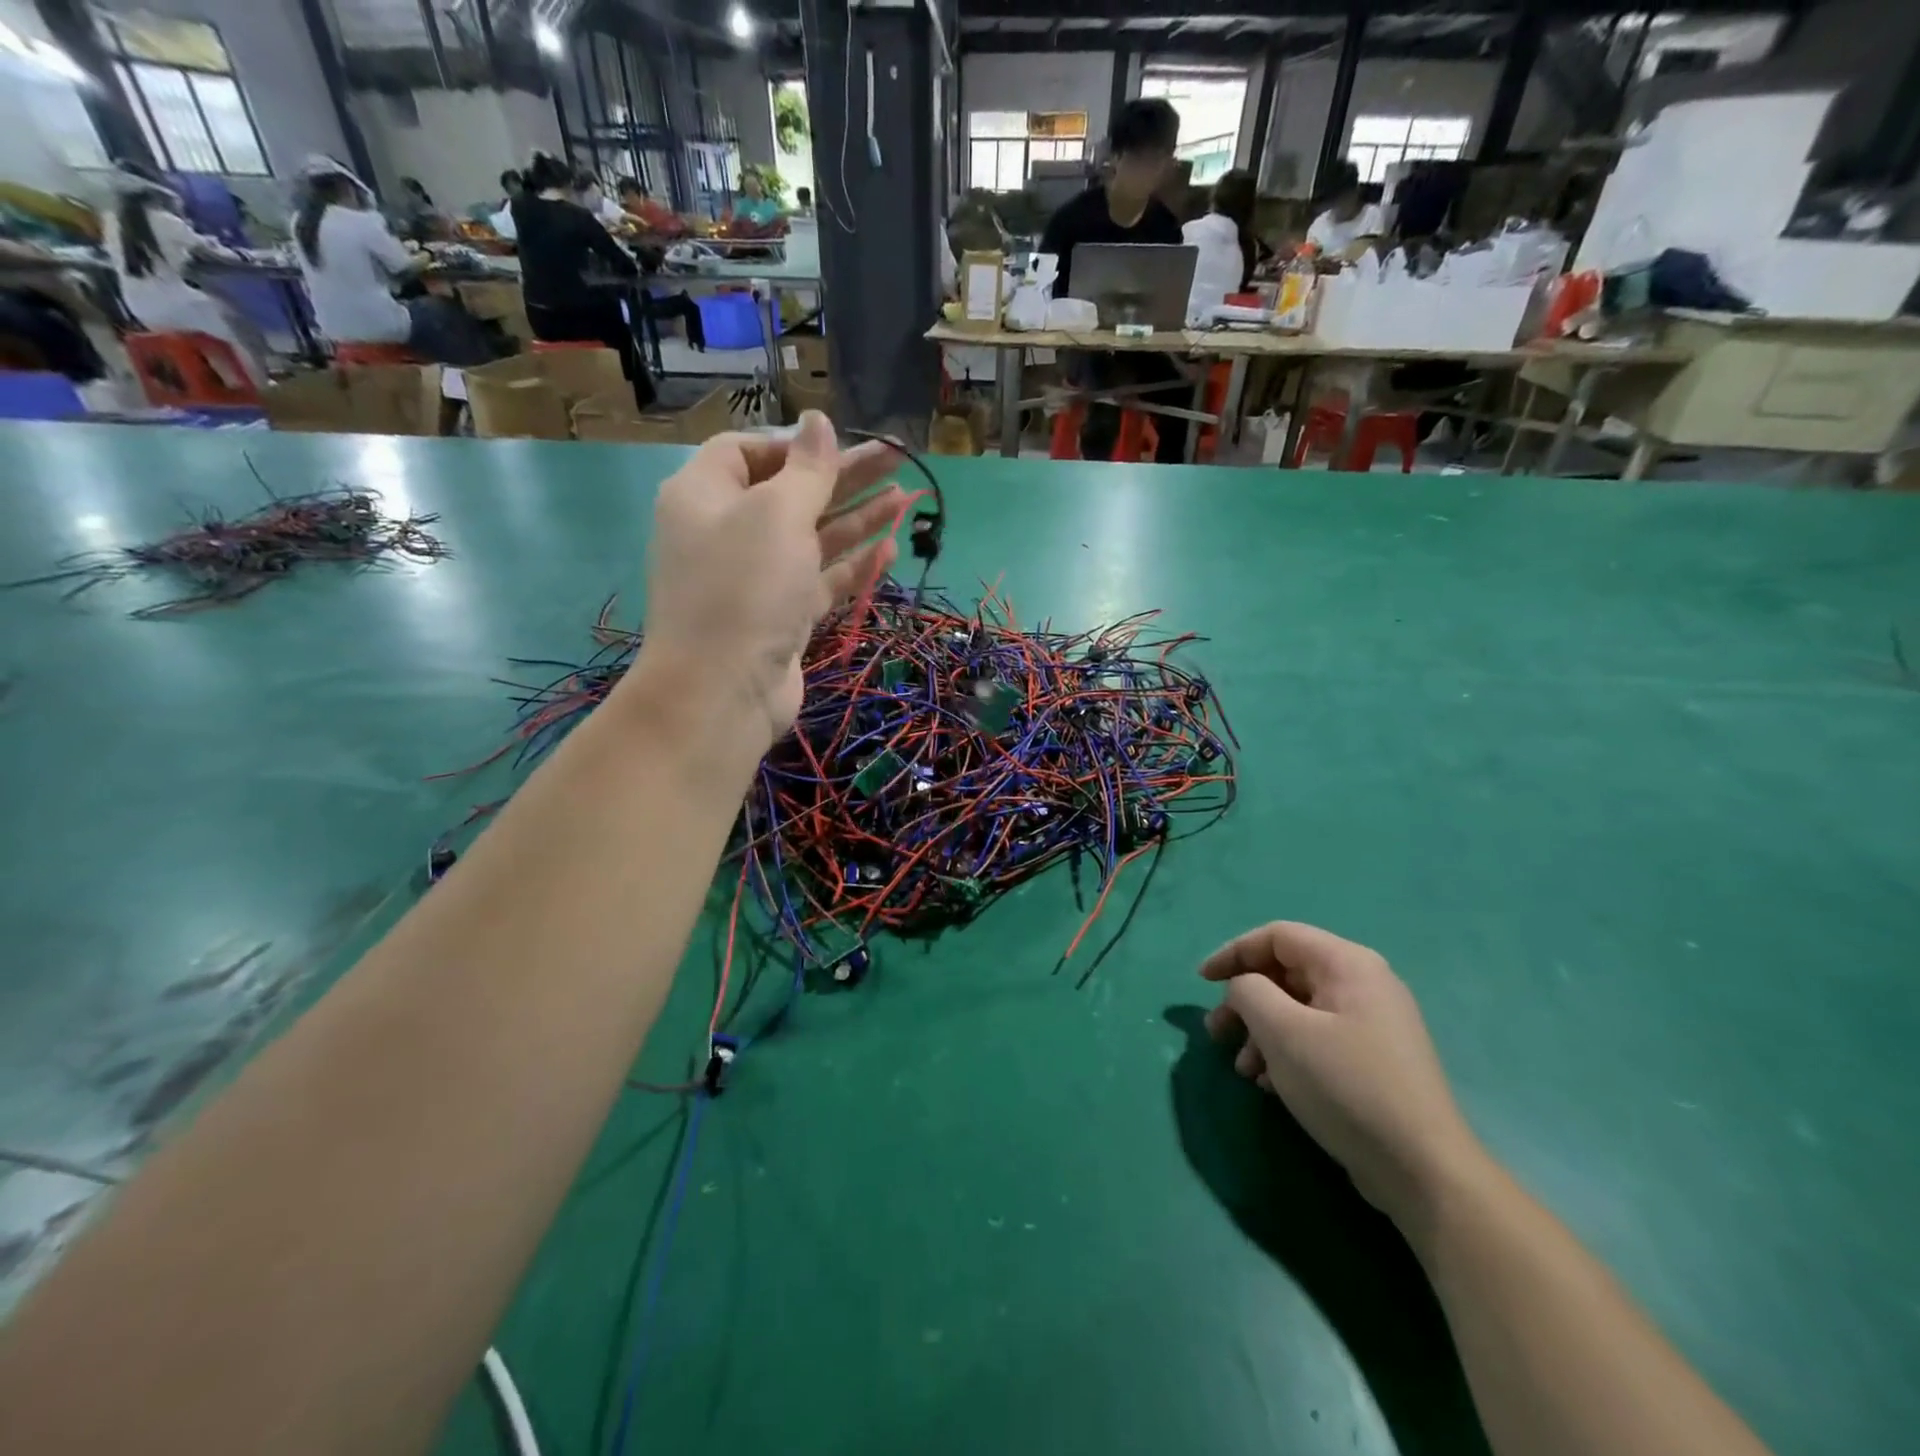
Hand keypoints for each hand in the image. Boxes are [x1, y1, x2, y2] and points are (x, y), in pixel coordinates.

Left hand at [631, 412, 904, 744]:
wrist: (723, 691)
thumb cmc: (744, 586)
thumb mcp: (777, 514)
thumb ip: (807, 468)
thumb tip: (817, 420)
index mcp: (705, 495)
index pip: (747, 451)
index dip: (794, 445)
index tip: (838, 447)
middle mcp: (726, 532)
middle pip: (790, 493)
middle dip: (844, 477)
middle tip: (897, 460)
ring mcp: (755, 580)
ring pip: (811, 539)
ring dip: (857, 518)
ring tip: (906, 499)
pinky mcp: (780, 618)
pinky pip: (819, 581)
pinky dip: (852, 565)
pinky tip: (890, 551)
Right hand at [1201, 922, 1486, 1231]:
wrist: (1422, 1171)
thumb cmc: (1345, 1086)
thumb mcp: (1282, 1032)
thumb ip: (1248, 992)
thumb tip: (1243, 988)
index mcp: (1347, 964)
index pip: (1277, 936)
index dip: (1233, 952)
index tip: (1201, 982)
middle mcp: (1363, 984)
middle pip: (1285, 973)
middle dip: (1244, 1001)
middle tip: (1216, 1033)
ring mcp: (1371, 1024)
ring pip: (1297, 1009)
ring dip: (1260, 1032)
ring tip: (1242, 1069)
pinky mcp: (1372, 1060)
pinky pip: (1315, 1038)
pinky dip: (1285, 1052)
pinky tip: (1269, 1085)